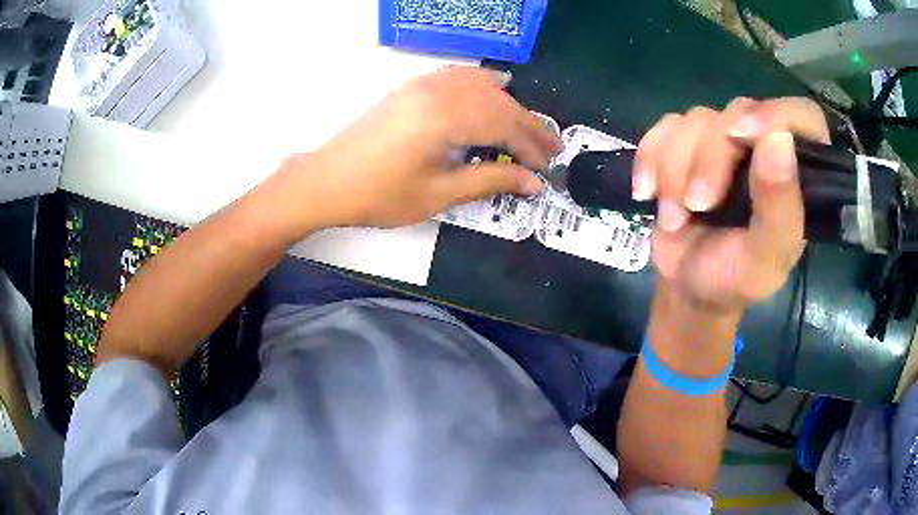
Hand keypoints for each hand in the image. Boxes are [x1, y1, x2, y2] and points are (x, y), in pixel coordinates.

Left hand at [287, 67, 559, 228]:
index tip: (547, 167)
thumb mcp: (439, 194)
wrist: (326, 181)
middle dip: (528, 125)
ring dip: (509, 105)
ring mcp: (423, 85)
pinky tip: (494, 87)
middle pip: (498, 102)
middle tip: (549, 148)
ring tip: (527, 126)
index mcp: (447, 117)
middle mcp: (439, 91)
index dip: (531, 146)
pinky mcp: (411, 87)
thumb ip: (490, 181)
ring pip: (480, 86)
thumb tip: (533, 183)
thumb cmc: (380, 195)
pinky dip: (481, 82)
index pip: (506, 125)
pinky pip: (457, 76)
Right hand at [634, 97, 829, 312]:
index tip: (742, 135)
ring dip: (675, 170)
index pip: (802, 116)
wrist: (686, 287)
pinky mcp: (685, 141)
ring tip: (674, 217)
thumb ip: (780, 208)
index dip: (775, 114)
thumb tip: (780, 139)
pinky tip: (647, 192)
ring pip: (696, 120)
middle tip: (696, 207)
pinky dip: (649, 159)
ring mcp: (722, 140)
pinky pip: (663, 128)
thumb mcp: (763, 259)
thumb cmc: (733, 280)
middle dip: (710, 159)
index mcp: (797, 174)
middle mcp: (763, 146)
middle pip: (738, 113)